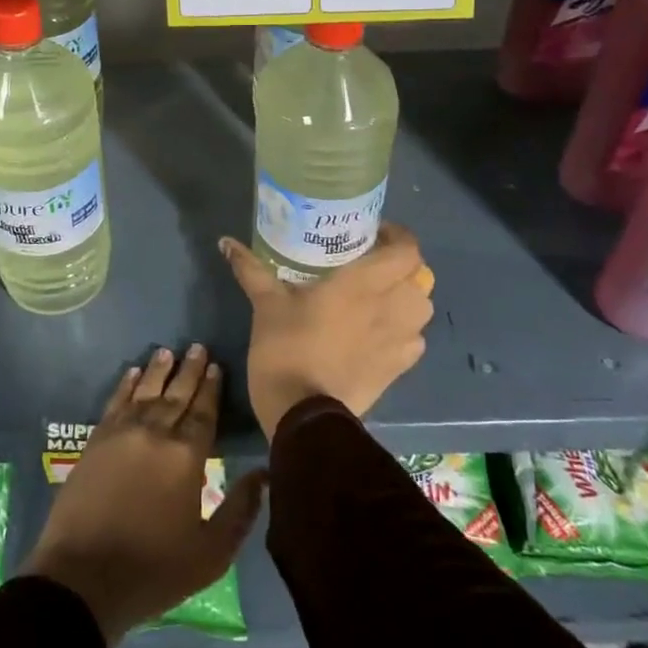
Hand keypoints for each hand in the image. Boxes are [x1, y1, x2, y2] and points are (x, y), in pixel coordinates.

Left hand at [22, 345, 265, 645]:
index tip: (216, 365)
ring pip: (144, 392)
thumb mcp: (211, 553)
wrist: (83, 578)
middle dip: (189, 370)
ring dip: (158, 370)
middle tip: (197, 346)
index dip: (210, 388)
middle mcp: (155, 434)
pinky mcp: (95, 442)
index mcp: (186, 457)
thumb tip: (263, 474)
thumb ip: (240, 510)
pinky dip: (124, 385)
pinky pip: (114, 403)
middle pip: (176, 394)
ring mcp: (121, 434)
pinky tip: (131, 373)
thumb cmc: (154, 569)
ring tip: (167, 351)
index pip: (203, 412)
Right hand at [221, 223, 434, 439]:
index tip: (372, 234)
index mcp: (366, 282)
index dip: (397, 236)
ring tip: (379, 297)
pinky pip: (415, 339)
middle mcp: (393, 306)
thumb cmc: (287, 347)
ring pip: (421, 308)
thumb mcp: (266, 303)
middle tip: (371, 264)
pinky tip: (379, 332)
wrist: (302, 413)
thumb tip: (225, 242)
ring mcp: (401, 340)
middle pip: (420, 275)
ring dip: (407, 297)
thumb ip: (251, 268)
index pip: (408, 249)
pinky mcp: (400, 369)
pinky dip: (404, 330)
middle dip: (401, 266)